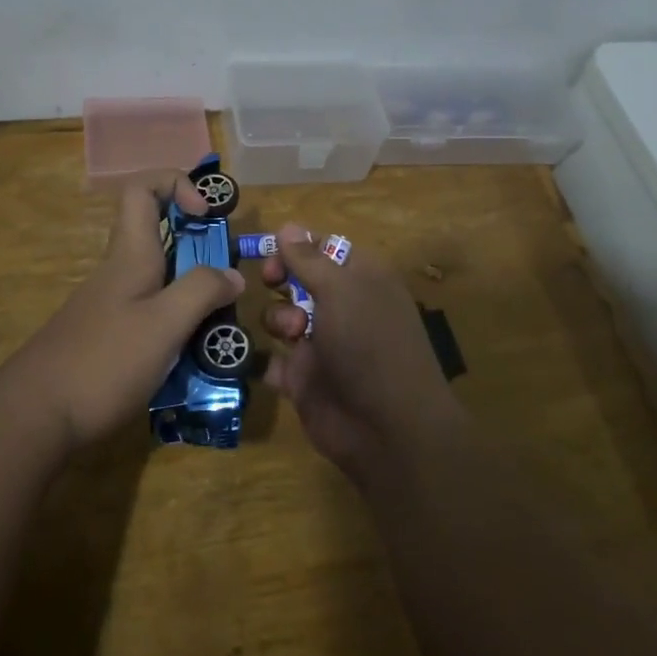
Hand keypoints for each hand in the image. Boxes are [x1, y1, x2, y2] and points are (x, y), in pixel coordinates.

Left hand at [12, 171, 243, 449]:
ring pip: (160, 279)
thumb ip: (201, 292)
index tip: (206, 214)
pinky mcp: (108, 336)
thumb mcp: (163, 325)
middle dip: (200, 249)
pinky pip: (151, 313)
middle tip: (229, 282)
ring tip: (220, 327)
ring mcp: (111, 305)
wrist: (35, 416)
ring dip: (193, 293)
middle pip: (160, 235)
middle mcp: (119, 271)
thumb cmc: (103, 362)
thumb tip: (232, 274)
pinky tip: (191, 357)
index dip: (176, 184)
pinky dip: (177, 323)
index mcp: (130, 254)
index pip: (142, 188)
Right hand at [261, 224, 465, 479]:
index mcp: (361, 280)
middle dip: (280, 279)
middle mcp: (342, 308)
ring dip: (278, 319)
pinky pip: (274, 360)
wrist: (386, 429)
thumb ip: (309, 259)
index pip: (324, 248)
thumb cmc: (369, 344)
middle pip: (297, 279)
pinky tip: (278, 363)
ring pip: (281, 317)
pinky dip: (271, 361)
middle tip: (271, 283)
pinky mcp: (305, 379)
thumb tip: (288, 226)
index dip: (296, 246)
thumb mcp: (341, 290)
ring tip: (292, 334)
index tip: (274, 251)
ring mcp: (322, 344)